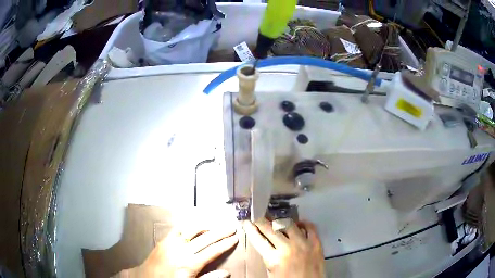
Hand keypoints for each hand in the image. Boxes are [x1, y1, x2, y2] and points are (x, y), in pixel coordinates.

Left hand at [122, 225, 238, 277]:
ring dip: (206, 227)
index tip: (235, 238)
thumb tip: (227, 272)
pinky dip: (189, 226)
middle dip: (220, 232)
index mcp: (190, 263)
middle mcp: (182, 250)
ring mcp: (172, 242)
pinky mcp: (165, 239)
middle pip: (206, 238)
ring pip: (193, 230)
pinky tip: (195, 225)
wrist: (146, 277)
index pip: (213, 251)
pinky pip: (179, 229)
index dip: (225, 244)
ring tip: (216, 225)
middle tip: (231, 227)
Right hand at [243, 218, 324, 277]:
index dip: (250, 229)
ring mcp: (303, 244)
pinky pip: (310, 227)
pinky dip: (303, 223)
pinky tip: (298, 223)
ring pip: (289, 224)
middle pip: (271, 229)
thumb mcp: (271, 273)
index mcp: (274, 259)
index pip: (258, 240)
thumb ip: (268, 258)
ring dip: (280, 221)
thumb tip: (265, 243)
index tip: (246, 222)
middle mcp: (288, 248)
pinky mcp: (316, 243)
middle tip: (258, 217)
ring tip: (276, 220)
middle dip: (261, 222)